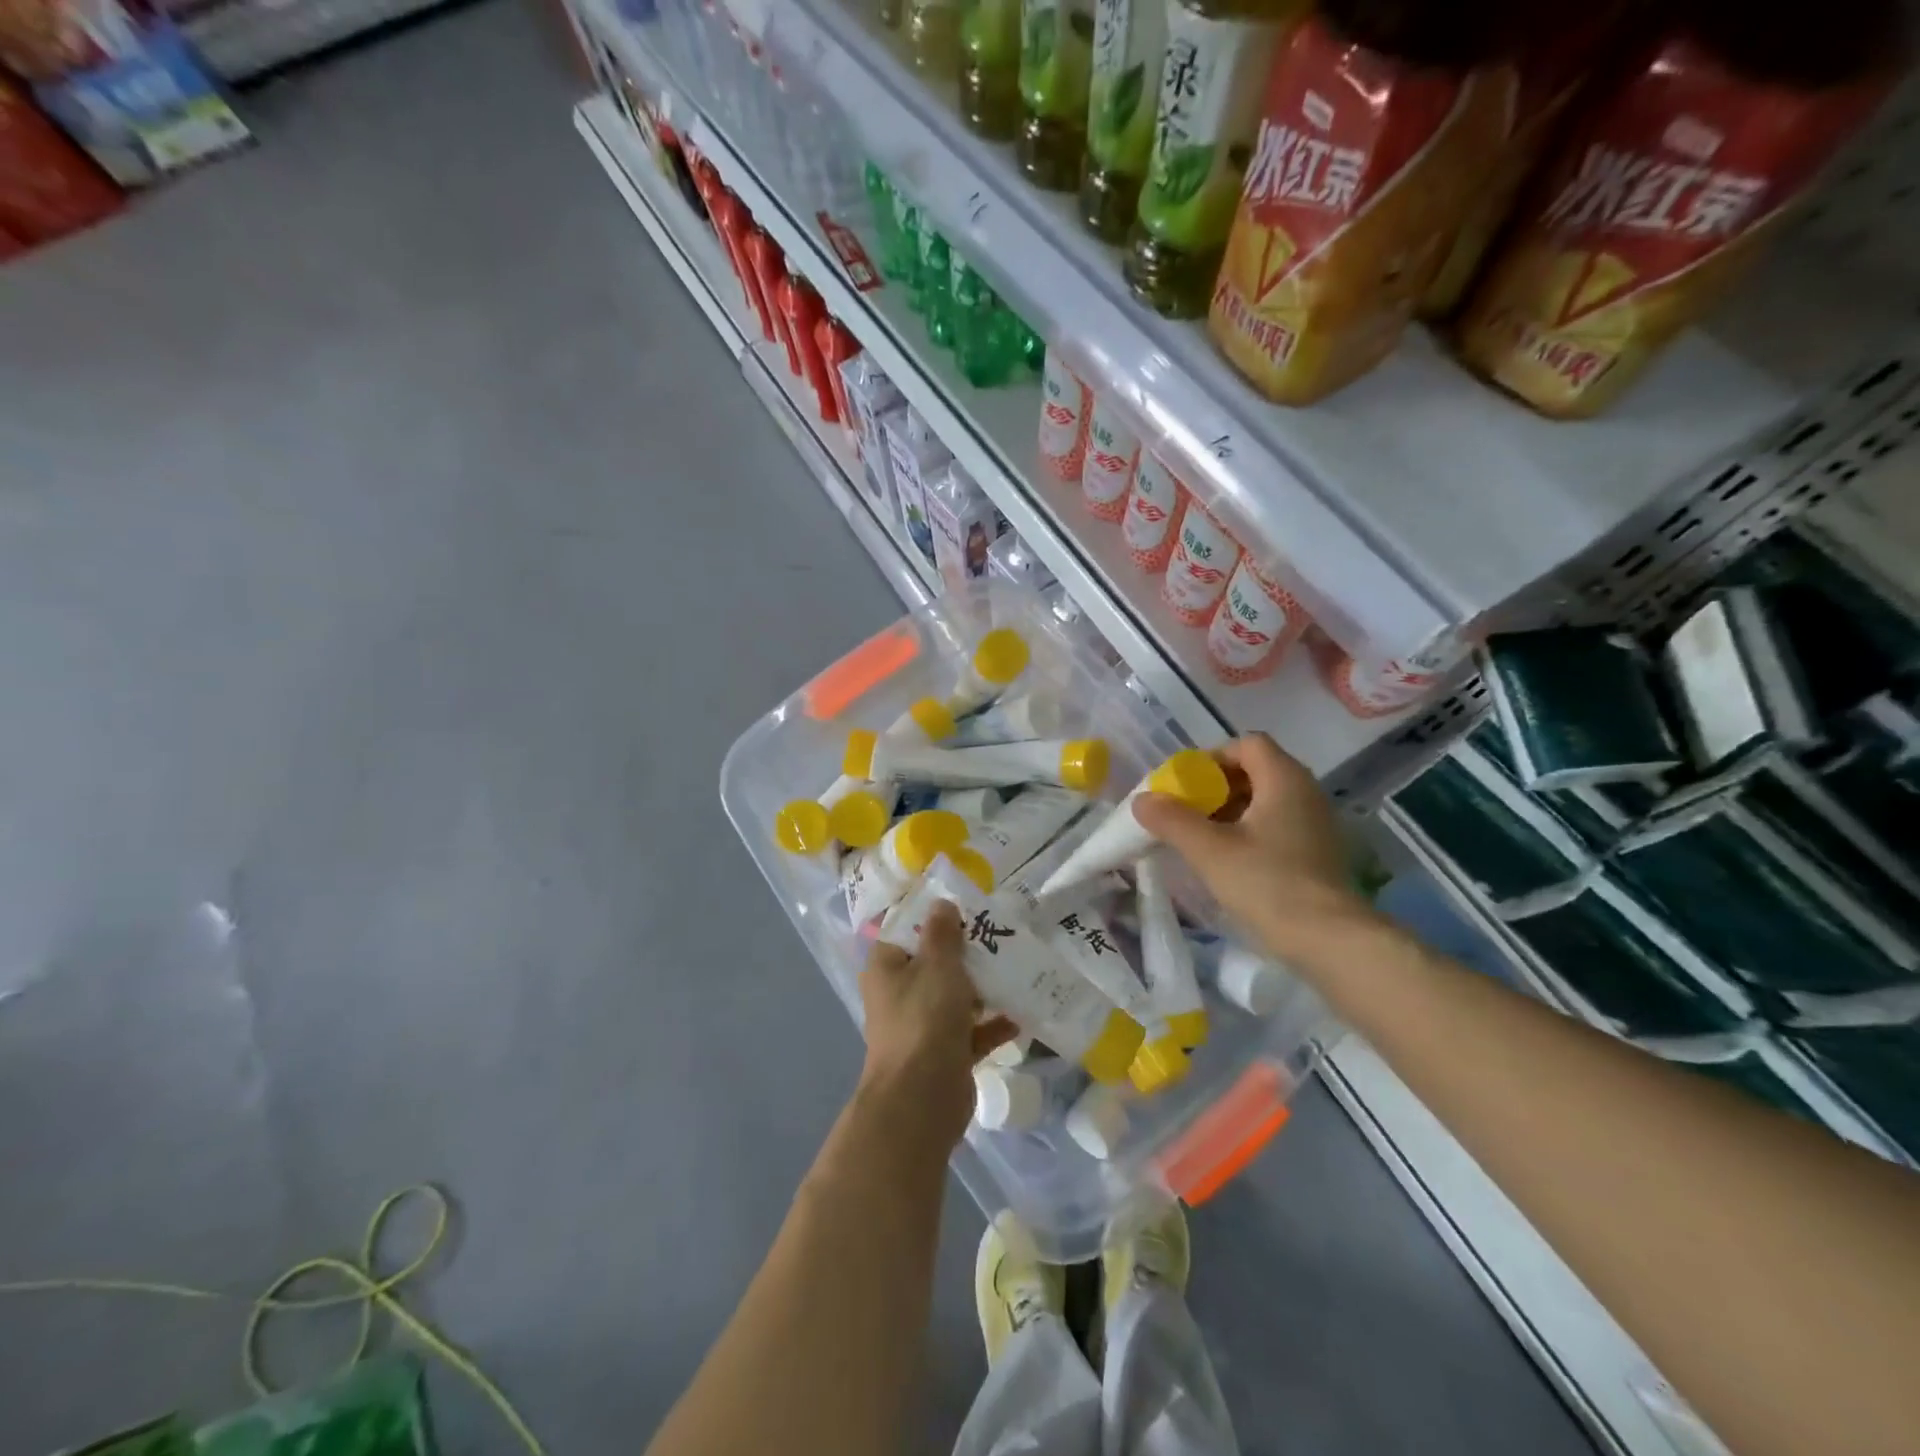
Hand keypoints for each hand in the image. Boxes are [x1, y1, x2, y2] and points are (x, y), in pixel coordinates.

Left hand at [858, 900, 1016, 1147]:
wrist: (922, 1098)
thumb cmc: (924, 1018)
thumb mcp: (937, 965)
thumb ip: (942, 933)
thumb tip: (941, 903)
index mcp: (886, 967)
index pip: (908, 931)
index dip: (936, 918)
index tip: (969, 909)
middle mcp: (899, 993)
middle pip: (935, 963)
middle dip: (967, 953)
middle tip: (1001, 936)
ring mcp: (921, 1025)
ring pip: (955, 997)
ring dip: (983, 989)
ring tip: (1017, 970)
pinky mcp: (944, 1053)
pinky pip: (971, 1032)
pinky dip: (992, 1025)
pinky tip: (1020, 1017)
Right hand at [1133, 732, 1375, 960]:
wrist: (1330, 940)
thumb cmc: (1267, 883)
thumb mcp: (1209, 850)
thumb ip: (1172, 820)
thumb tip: (1142, 800)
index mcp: (1284, 779)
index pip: (1247, 745)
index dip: (1212, 758)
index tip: (1186, 786)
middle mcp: (1306, 792)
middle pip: (1255, 771)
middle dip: (1216, 787)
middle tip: (1187, 812)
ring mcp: (1317, 823)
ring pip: (1266, 801)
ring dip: (1231, 812)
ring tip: (1202, 839)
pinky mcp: (1318, 852)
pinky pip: (1278, 826)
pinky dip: (1250, 832)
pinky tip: (1229, 861)